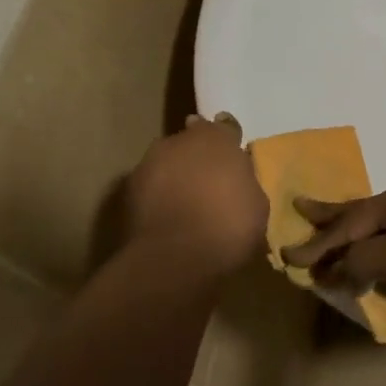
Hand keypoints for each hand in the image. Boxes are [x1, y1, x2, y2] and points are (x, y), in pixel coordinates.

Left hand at [126, 114, 268, 274]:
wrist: (176, 257)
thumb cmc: (229, 226)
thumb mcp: (256, 203)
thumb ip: (243, 181)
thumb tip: (234, 178)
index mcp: (217, 139)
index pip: (225, 127)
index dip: (229, 140)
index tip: (232, 153)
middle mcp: (180, 141)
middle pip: (191, 142)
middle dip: (198, 157)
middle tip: (209, 182)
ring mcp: (149, 163)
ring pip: (168, 163)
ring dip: (176, 175)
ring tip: (186, 202)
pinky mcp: (129, 190)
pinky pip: (152, 187)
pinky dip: (159, 196)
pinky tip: (169, 217)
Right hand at [281, 177, 385, 315]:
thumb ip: (365, 258)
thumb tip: (338, 268)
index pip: (350, 221)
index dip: (319, 242)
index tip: (289, 258)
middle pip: (364, 210)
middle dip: (331, 215)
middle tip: (300, 208)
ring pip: (385, 222)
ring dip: (357, 230)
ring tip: (335, 230)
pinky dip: (382, 241)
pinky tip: (382, 244)